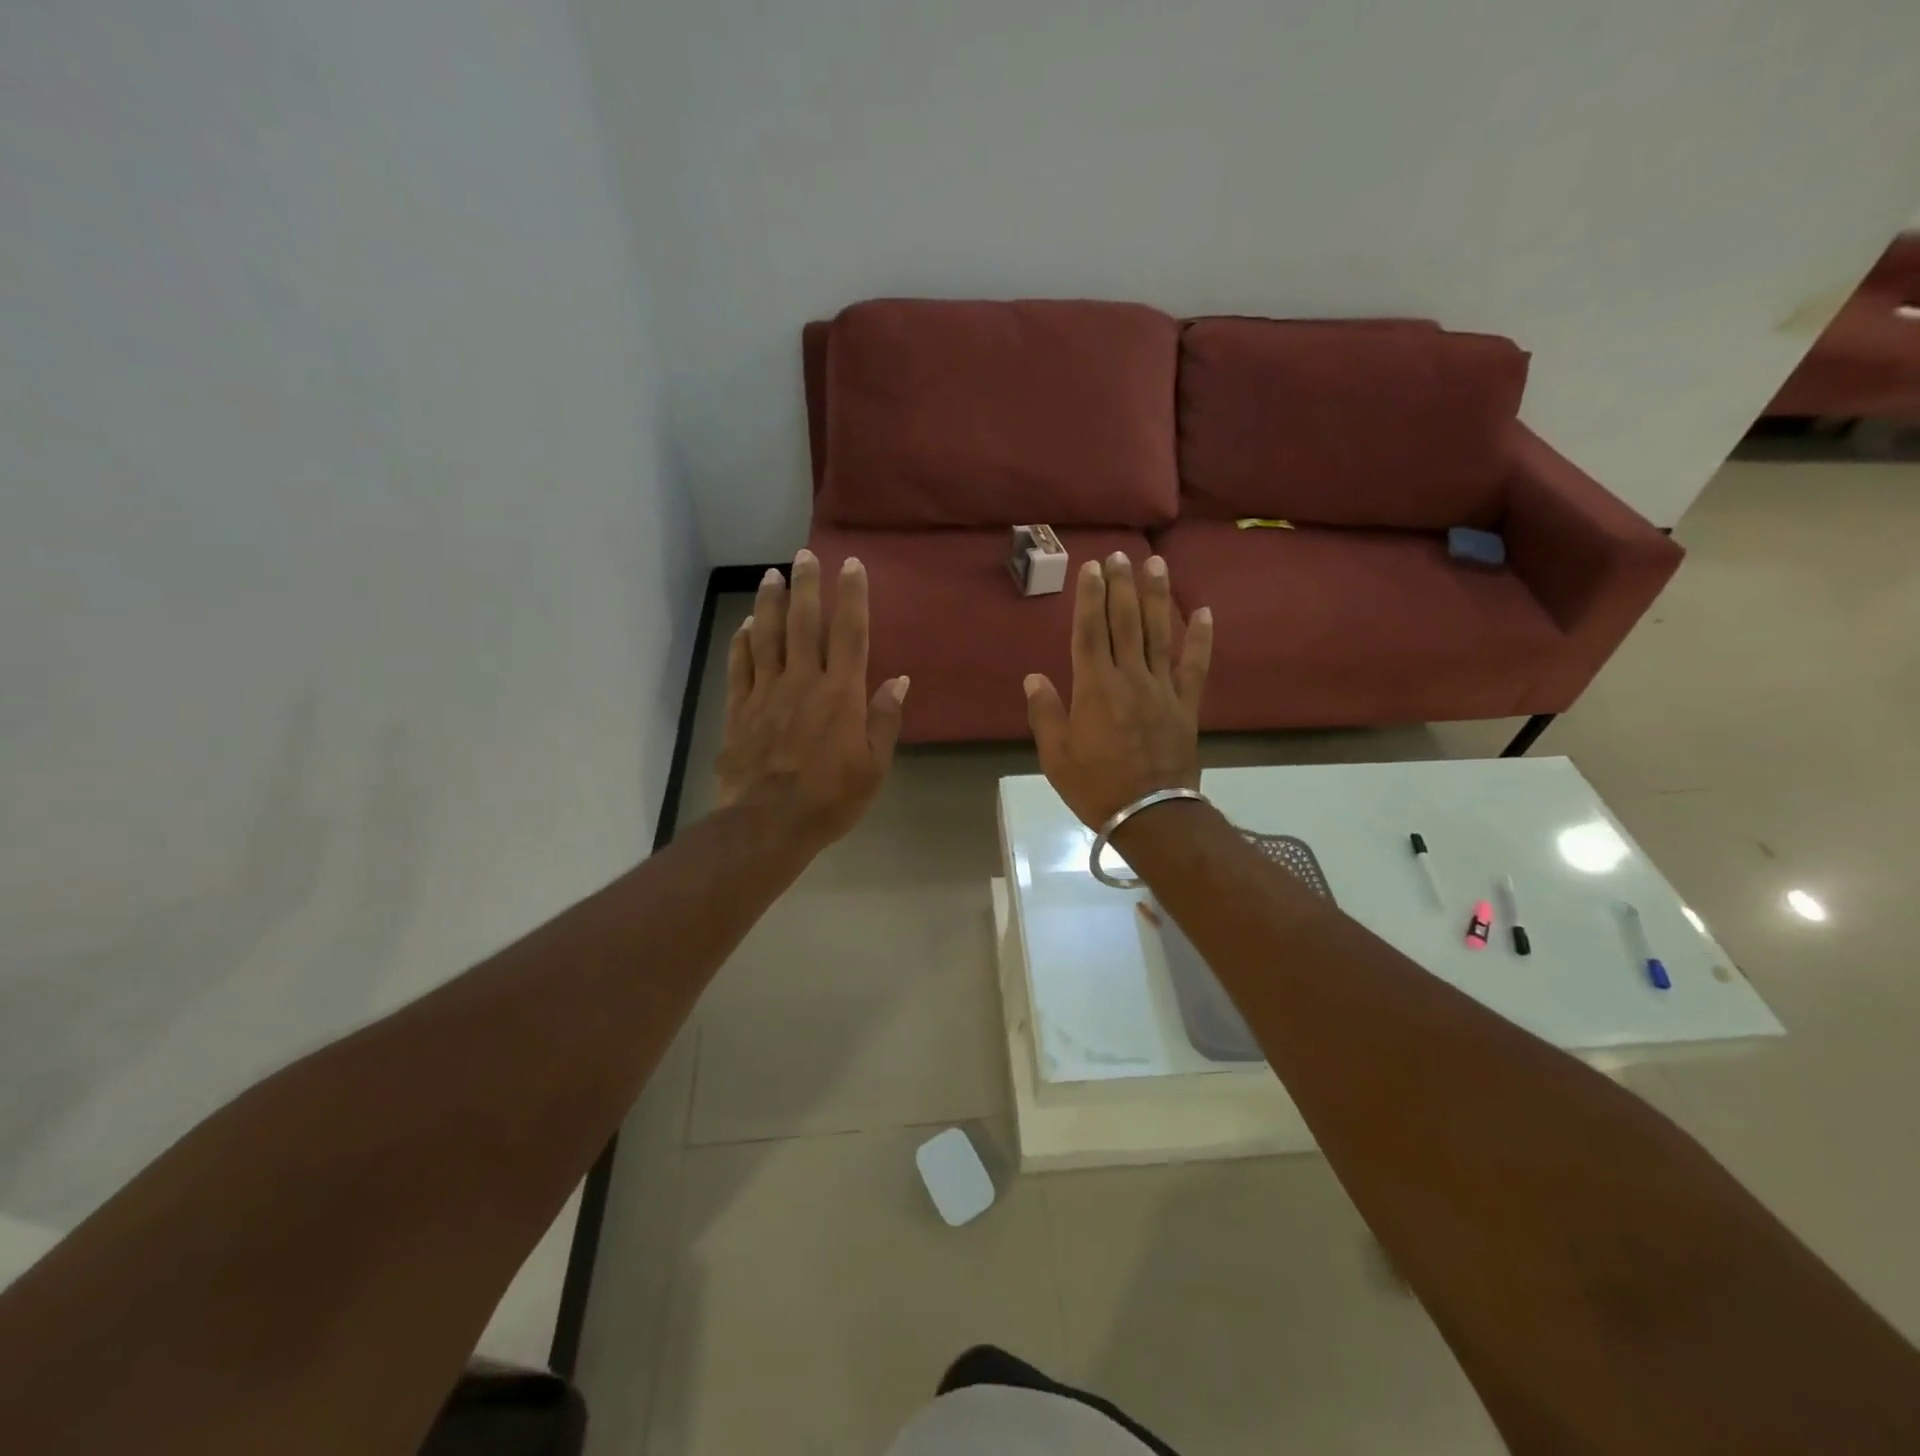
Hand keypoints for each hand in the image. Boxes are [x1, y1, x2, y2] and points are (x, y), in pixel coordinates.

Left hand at [715, 550, 908, 845]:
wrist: (769, 822)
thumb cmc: (831, 797)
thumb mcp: (873, 766)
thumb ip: (884, 720)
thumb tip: (899, 680)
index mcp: (841, 694)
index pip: (850, 634)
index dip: (853, 597)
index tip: (851, 565)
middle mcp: (804, 682)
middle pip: (805, 624)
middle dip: (807, 586)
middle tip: (804, 555)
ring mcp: (767, 692)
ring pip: (767, 636)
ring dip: (771, 603)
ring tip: (771, 575)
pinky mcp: (740, 708)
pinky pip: (740, 666)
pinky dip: (743, 642)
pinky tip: (746, 625)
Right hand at [1023, 553, 1212, 828]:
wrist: (1150, 814)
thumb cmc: (1096, 786)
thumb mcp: (1056, 755)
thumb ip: (1045, 713)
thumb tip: (1034, 677)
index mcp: (1094, 688)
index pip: (1090, 632)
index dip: (1090, 598)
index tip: (1092, 568)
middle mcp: (1130, 678)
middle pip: (1125, 623)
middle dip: (1121, 586)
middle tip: (1120, 554)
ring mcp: (1162, 689)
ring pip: (1159, 634)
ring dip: (1157, 597)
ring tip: (1155, 564)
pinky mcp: (1186, 705)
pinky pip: (1194, 666)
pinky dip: (1200, 639)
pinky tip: (1203, 612)